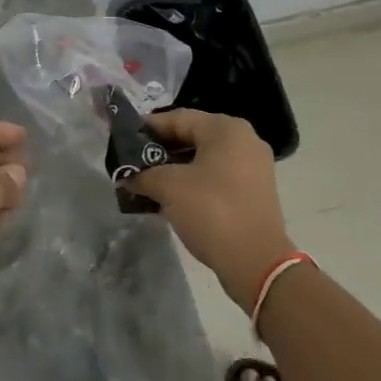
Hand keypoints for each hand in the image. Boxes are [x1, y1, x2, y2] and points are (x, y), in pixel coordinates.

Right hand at [121, 110, 293, 312]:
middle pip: (192, 136)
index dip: (148, 128)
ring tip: (147, 181)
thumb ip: (143, 175)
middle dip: (160, 150)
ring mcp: (253, 166)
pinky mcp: (254, 191)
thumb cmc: (212, 211)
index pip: (178, 118)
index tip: (124, 139)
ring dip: (175, 168)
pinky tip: (170, 197)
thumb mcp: (169, 187)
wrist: (256, 262)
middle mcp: (244, 140)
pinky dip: (193, 182)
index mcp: (226, 129)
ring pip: (204, 158)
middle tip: (133, 162)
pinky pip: (216, 177)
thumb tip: (126, 177)